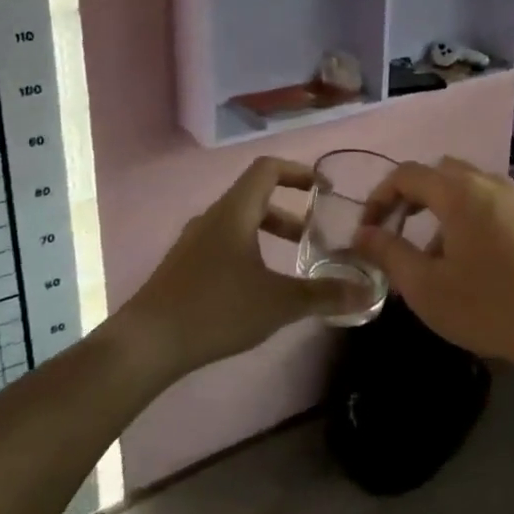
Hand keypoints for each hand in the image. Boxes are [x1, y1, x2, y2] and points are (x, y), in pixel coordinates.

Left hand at [114, 157, 374, 379]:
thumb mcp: (279, 303)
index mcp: (234, 212)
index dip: (298, 171)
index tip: (323, 188)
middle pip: (255, 197)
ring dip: (268, 233)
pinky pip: (223, 243)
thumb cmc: (216, 309)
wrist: (146, 343)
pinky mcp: (182, 266)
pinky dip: (249, 251)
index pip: (267, 169)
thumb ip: (324, 294)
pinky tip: (257, 288)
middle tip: (314, 235)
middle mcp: (212, 218)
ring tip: (290, 263)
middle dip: (289, 212)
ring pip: (238, 223)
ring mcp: (193, 242)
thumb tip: (366, 293)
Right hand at [352, 157, 513, 374]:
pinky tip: (469, 261)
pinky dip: (466, 216)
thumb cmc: (491, 306)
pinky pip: (488, 202)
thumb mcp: (426, 287)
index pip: (406, 174)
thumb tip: (362, 233)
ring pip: (465, 187)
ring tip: (432, 256)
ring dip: (439, 209)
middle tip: (396, 233)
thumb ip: (389, 253)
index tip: (368, 231)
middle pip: (438, 172)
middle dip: (410, 197)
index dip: (379, 197)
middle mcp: (488, 183)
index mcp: (459, 192)